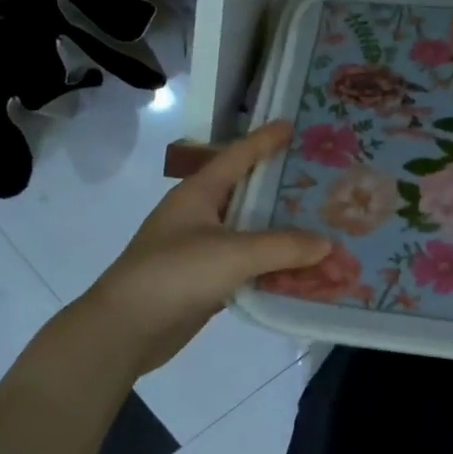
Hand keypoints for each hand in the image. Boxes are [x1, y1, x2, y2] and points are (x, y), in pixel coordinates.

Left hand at [80, 122, 330, 375]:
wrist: (125, 329)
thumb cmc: (174, 274)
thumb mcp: (232, 254)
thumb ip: (283, 247)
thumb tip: (327, 244)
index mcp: (199, 193)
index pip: (237, 156)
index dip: (265, 139)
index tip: (293, 124)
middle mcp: (200, 216)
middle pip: (249, 196)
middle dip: (284, 191)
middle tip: (323, 183)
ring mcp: (201, 250)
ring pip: (251, 235)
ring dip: (284, 237)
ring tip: (323, 230)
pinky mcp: (205, 282)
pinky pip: (248, 267)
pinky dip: (273, 269)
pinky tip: (302, 274)